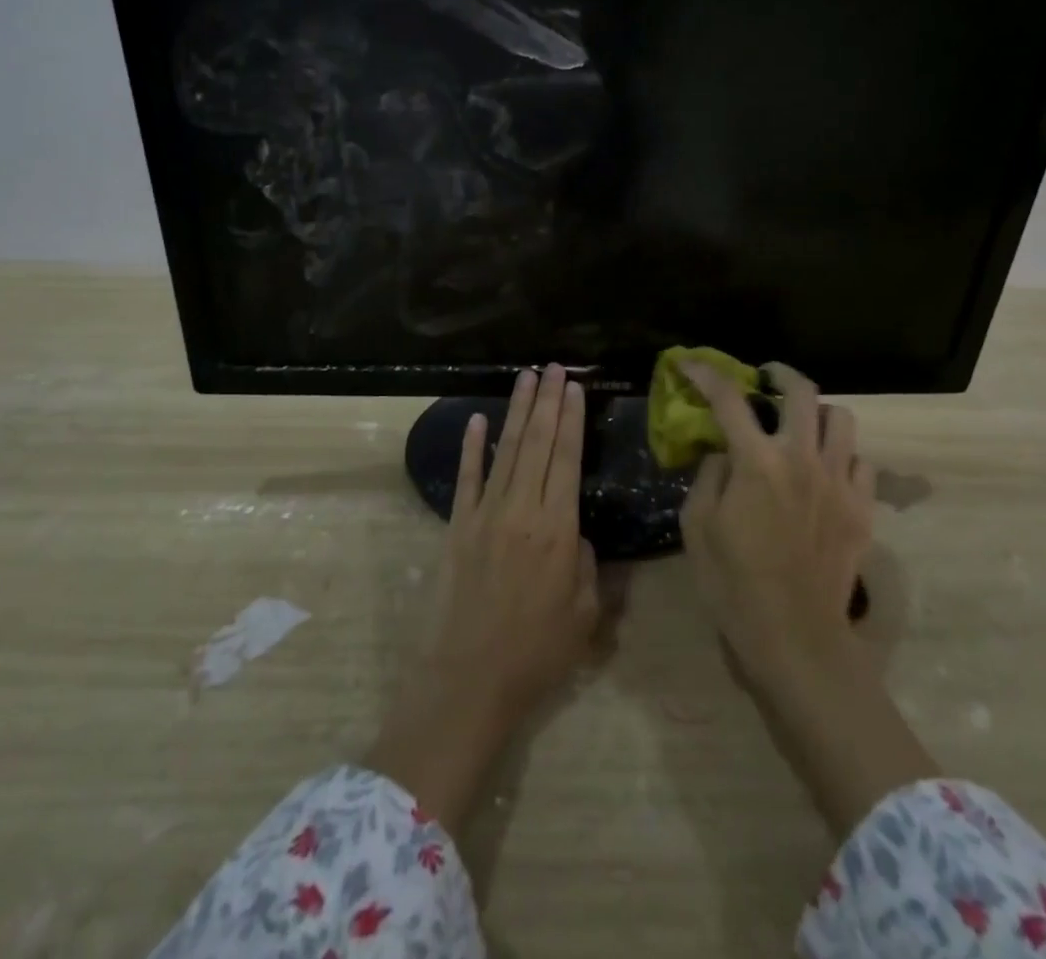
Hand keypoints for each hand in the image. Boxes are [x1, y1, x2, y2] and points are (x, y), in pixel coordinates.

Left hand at [365, 366, 601, 834]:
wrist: (469, 680)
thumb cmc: (536, 654)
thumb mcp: (584, 615)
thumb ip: (587, 566)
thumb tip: (576, 535)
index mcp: (557, 528)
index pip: (566, 458)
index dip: (571, 419)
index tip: (574, 387)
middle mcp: (521, 510)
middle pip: (537, 443)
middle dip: (547, 401)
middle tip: (553, 367)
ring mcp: (485, 515)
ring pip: (505, 450)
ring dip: (516, 411)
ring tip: (526, 377)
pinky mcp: (458, 527)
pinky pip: (467, 478)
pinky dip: (472, 447)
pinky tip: (478, 420)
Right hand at [680, 361, 872, 687]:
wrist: (795, 639)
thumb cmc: (733, 584)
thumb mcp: (697, 527)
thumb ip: (709, 476)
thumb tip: (724, 453)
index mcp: (757, 462)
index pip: (729, 399)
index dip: (705, 374)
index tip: (689, 363)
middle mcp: (802, 459)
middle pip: (801, 391)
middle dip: (779, 373)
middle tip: (765, 378)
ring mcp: (839, 482)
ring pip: (842, 419)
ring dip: (818, 412)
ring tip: (802, 425)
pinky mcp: (863, 508)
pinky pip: (862, 461)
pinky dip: (843, 456)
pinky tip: (826, 471)